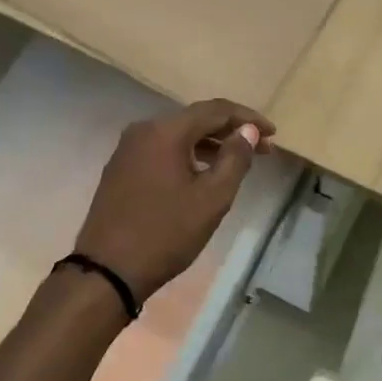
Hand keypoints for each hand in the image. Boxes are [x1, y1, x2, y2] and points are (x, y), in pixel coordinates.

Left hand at [74, 99, 274, 302]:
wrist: (107, 270)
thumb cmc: (166, 233)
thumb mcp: (212, 198)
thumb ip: (235, 158)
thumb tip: (247, 131)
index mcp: (166, 131)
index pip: (216, 110)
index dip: (248, 118)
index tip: (273, 134)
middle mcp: (143, 130)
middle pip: (196, 119)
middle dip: (231, 131)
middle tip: (263, 150)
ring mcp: (128, 149)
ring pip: (178, 135)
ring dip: (210, 144)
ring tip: (238, 162)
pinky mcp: (121, 168)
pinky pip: (162, 150)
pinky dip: (188, 154)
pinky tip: (203, 173)